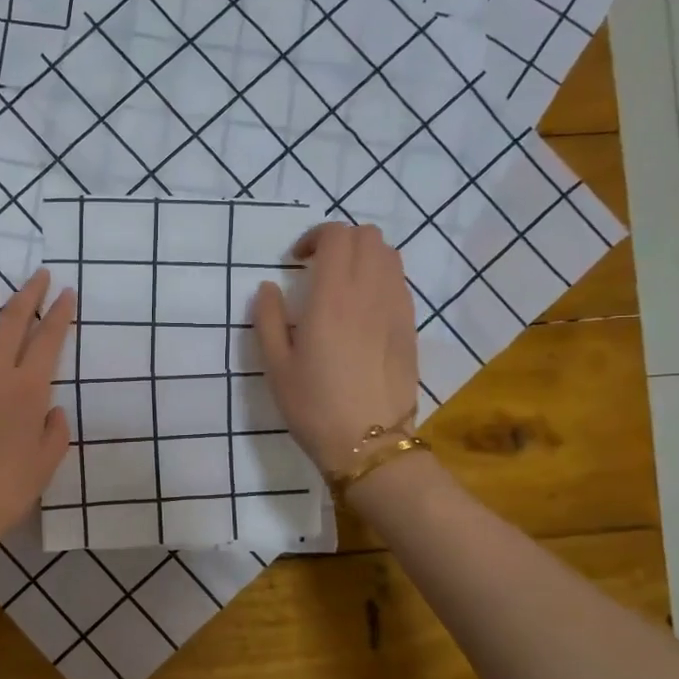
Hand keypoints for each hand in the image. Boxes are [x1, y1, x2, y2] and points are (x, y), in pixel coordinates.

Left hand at [0, 270, 74, 564]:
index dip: (60, 313)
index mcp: (27, 390)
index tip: (67, 292)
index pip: (47, 339)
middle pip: (11, 322)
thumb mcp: (46, 464)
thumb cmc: (6, 491)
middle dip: (28, 294)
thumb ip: (54, 431)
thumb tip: (50, 410)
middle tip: (39, 275)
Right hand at [253, 223, 419, 476]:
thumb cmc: (314, 406)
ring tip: (342, 284)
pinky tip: (362, 309)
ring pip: (389, 254)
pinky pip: (399, 282)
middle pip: (367, 236)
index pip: (336, 236)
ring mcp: (396, 307)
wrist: (369, 442)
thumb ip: (268, 319)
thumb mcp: (276, 365)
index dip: (314, 237)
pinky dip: (380, 278)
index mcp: (332, 297)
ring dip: (363, 256)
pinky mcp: (410, 326)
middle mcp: (369, 292)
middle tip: (318, 268)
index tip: (296, 262)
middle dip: (340, 241)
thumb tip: (269, 288)